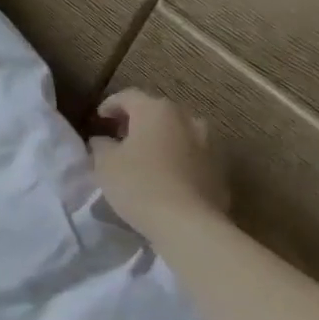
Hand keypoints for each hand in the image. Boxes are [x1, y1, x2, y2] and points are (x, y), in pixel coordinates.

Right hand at [89, 90, 230, 241]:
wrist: (188, 223)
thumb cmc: (138, 184)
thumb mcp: (104, 163)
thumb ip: (101, 145)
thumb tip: (103, 140)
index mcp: (157, 111)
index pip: (129, 96)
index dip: (110, 105)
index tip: (98, 118)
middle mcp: (188, 119)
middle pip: (157, 112)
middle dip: (136, 121)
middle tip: (118, 136)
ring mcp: (209, 144)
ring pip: (177, 133)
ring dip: (159, 139)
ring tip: (142, 156)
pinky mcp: (220, 168)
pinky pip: (191, 154)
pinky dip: (175, 157)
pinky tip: (162, 175)